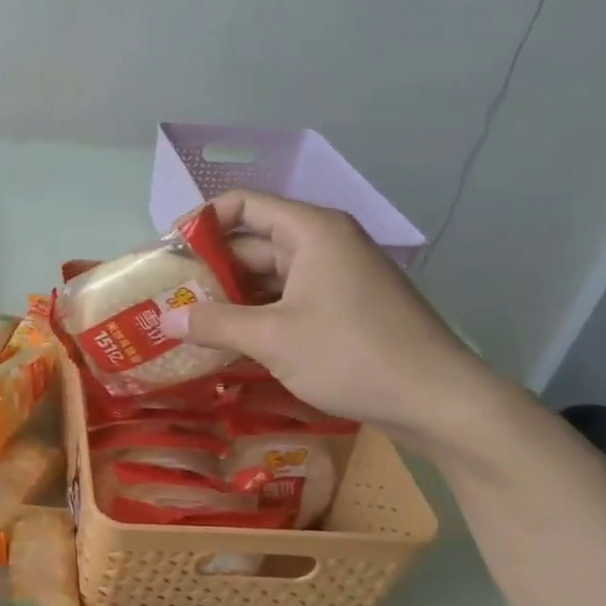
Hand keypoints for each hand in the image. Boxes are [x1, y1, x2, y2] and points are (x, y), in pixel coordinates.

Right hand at [160, 191, 500, 439]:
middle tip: (173, 299)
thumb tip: (166, 320)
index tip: (170, 254)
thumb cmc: (351, 354)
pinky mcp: (348, 306)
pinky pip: (292, 298)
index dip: (201, 223)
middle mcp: (326, 243)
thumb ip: (215, 324)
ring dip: (234, 297)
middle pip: (255, 242)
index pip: (243, 205)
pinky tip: (234, 342)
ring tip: (194, 324)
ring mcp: (340, 275)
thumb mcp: (272, 339)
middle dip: (212, 269)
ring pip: (272, 275)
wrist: (438, 400)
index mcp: (311, 231)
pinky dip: (261, 314)